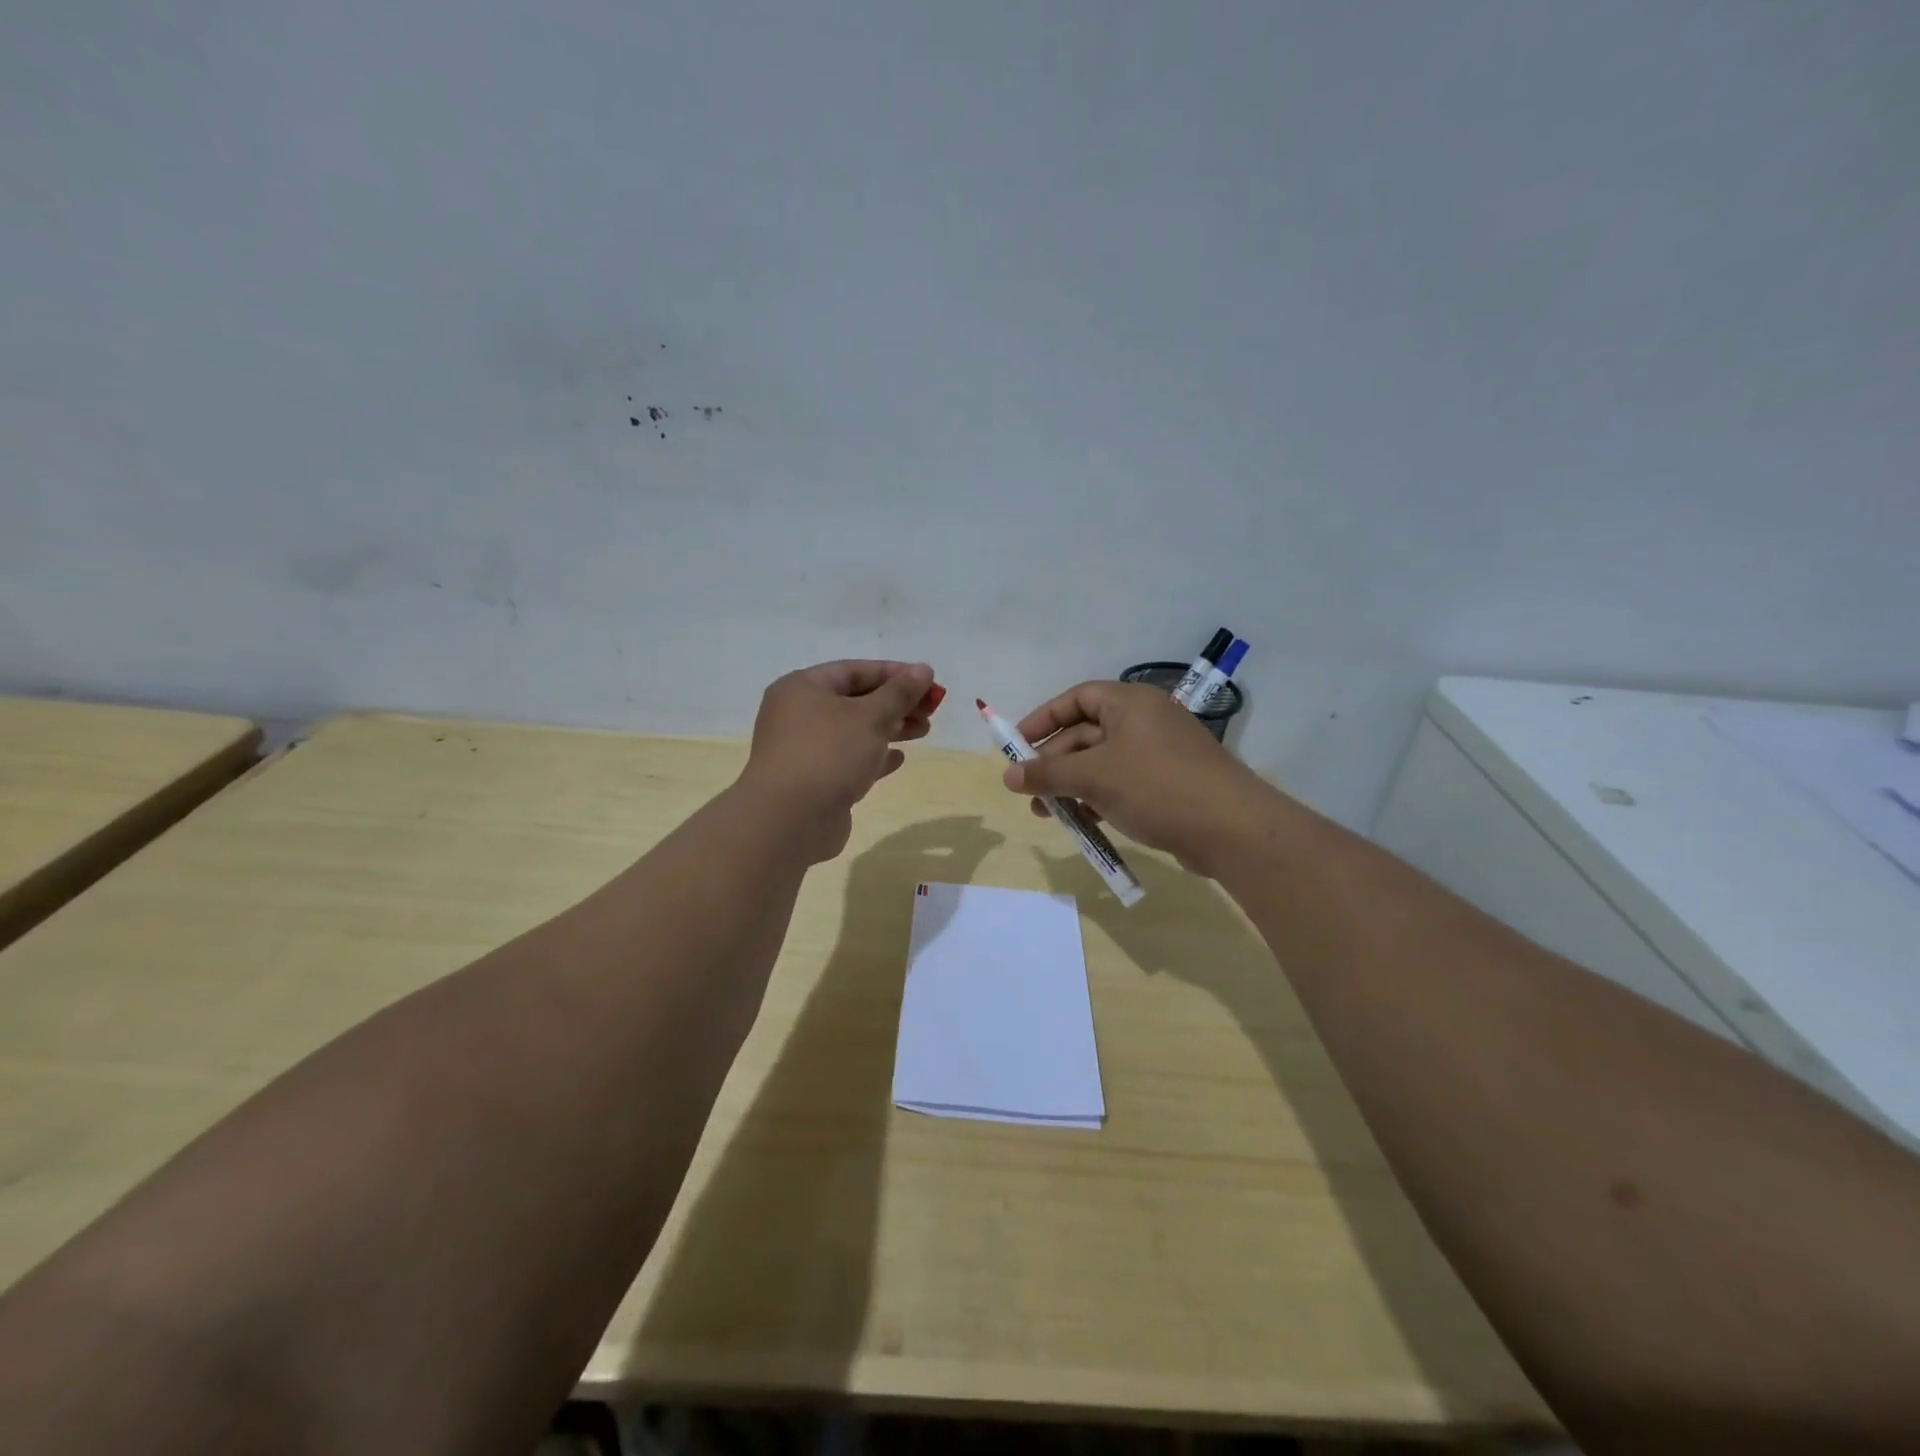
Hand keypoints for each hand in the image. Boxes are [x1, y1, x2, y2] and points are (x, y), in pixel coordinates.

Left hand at [738, 660, 935, 862]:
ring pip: (853, 731)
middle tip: (931, 710)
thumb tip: (924, 669)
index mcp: (802, 687)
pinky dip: (873, 756)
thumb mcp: (870, 717)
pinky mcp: (813, 780)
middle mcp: (798, 714)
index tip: (929, 682)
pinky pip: (847, 759)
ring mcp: (803, 749)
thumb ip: (899, 693)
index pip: (854, 671)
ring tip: (924, 731)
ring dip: (890, 729)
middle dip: (895, 704)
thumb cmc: (829, 754)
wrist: (789, 821)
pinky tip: (898, 759)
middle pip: (855, 700)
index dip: (895, 674)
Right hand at [1002, 681, 1268, 875]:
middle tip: (1028, 791)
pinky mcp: (1169, 784)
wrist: (1231, 829)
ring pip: (1102, 763)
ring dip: (1072, 785)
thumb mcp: (1093, 777)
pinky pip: (1122, 783)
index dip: (1044, 719)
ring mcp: (1159, 754)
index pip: (1077, 698)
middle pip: (1086, 733)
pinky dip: (1097, 798)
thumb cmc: (1156, 787)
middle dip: (1054, 763)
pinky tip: (1081, 822)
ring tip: (1047, 814)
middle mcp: (1145, 721)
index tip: (1018, 745)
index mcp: (1130, 703)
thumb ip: (1047, 774)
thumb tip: (1008, 776)